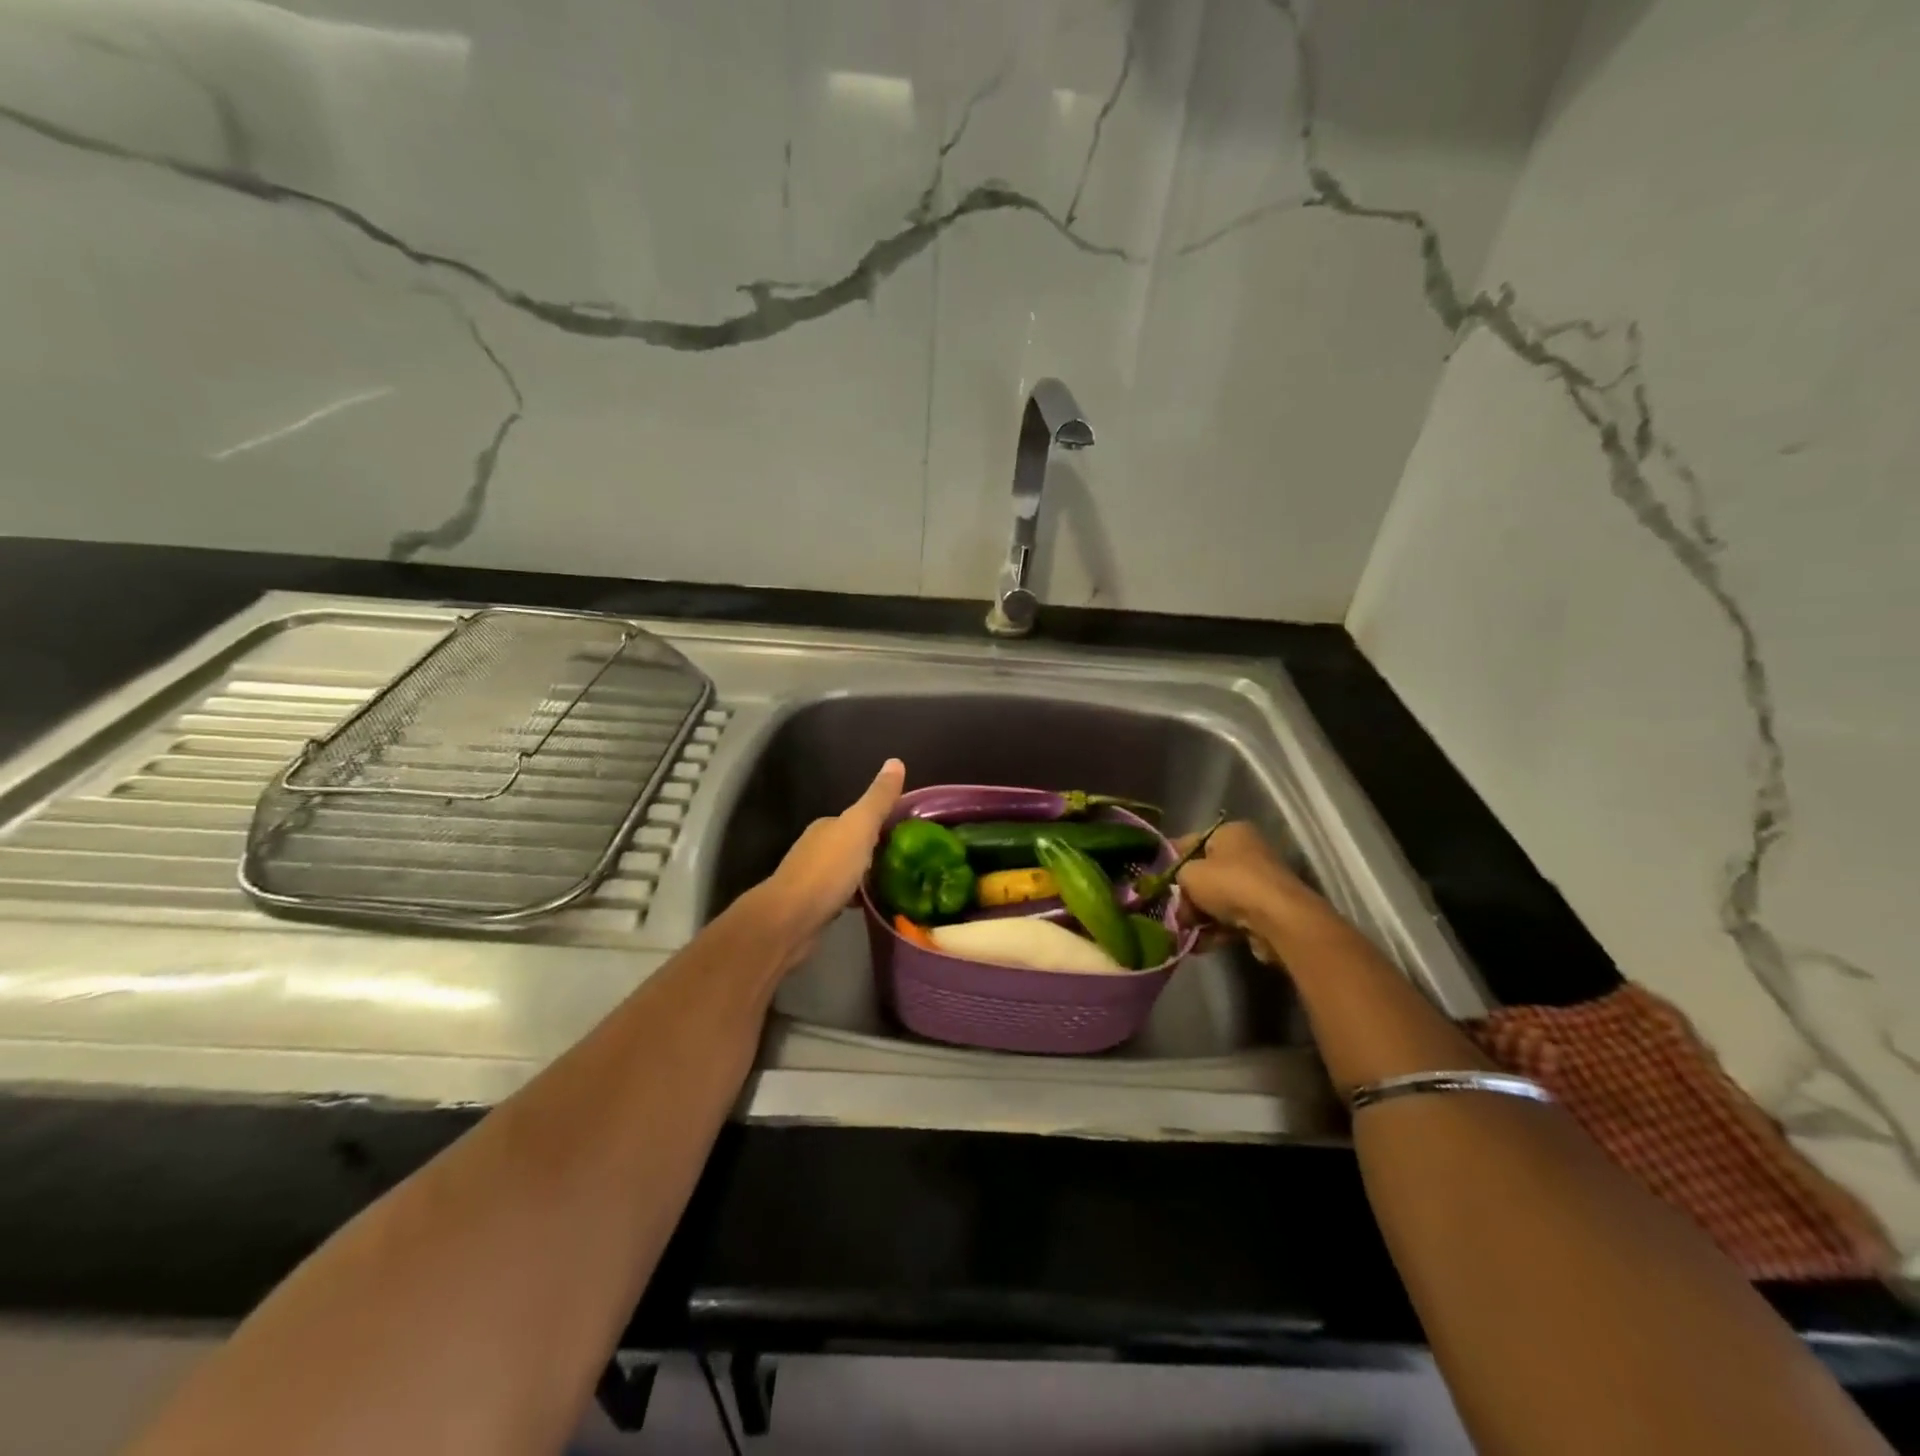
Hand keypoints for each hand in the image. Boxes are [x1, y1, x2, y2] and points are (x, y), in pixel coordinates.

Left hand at [757, 758, 905, 959]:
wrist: (790, 920)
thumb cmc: (827, 871)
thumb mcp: (859, 828)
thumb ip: (878, 799)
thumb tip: (896, 761)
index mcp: (827, 827)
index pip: (859, 819)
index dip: (882, 824)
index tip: (909, 835)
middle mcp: (817, 848)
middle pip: (853, 845)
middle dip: (877, 851)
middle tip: (909, 862)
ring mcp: (812, 879)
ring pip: (848, 872)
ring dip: (867, 875)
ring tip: (897, 884)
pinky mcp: (813, 907)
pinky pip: (842, 896)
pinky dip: (857, 898)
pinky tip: (872, 906)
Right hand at [1174, 821, 1314, 946]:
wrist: (1276, 919)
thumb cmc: (1229, 883)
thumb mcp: (1189, 873)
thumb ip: (1177, 876)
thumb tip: (1179, 889)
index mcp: (1231, 832)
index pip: (1191, 842)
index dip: (1171, 860)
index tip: (1155, 879)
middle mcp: (1248, 852)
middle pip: (1206, 873)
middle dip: (1187, 895)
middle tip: (1171, 911)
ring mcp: (1259, 883)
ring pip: (1218, 899)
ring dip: (1199, 916)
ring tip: (1182, 932)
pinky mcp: (1266, 911)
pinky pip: (1232, 918)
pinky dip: (1216, 929)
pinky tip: (1199, 943)